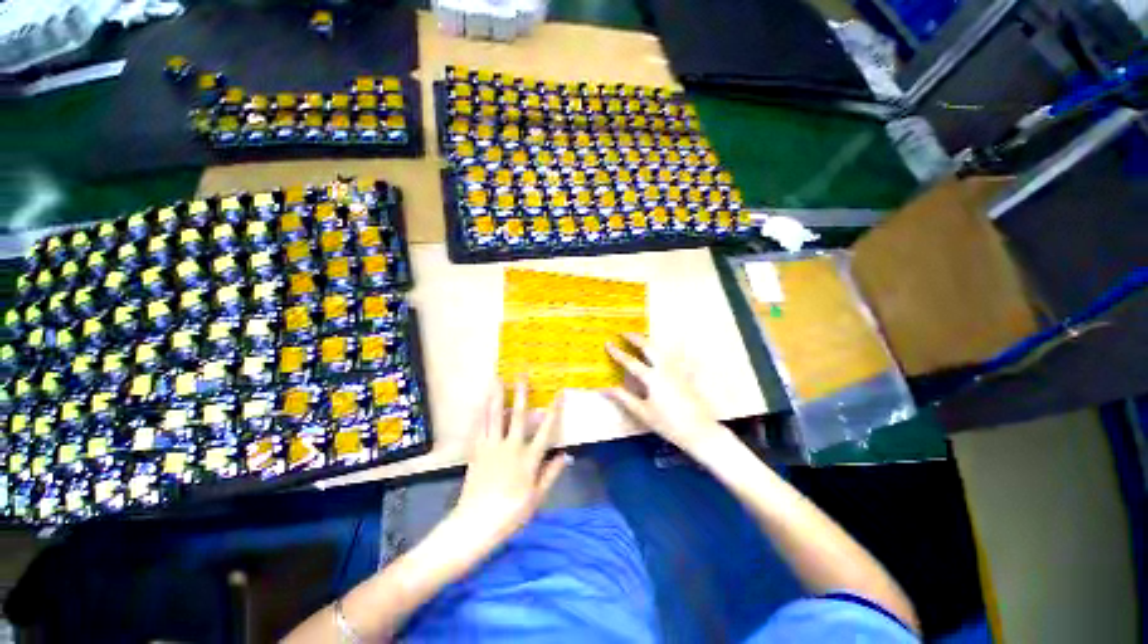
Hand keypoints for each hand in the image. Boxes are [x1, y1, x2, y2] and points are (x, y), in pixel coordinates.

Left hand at [449, 380, 568, 553]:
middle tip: (522, 374)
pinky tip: (482, 402)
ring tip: (498, 379)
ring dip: (497, 396)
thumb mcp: (537, 497)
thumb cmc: (511, 513)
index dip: (553, 410)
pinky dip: (482, 413)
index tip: (558, 393)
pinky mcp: (477, 451)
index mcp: (528, 459)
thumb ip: (552, 473)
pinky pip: (480, 427)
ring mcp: (491, 447)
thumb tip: (567, 454)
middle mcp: (510, 447)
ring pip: (495, 416)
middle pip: (517, 415)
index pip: (545, 430)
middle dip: (521, 393)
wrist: (475, 525)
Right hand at [605, 333, 733, 458]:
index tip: (608, 343)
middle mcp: (665, 369)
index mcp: (652, 378)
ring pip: (663, 350)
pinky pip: (680, 357)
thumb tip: (605, 389)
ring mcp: (678, 371)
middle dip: (636, 338)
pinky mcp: (687, 376)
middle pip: (649, 348)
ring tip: (643, 338)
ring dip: (651, 342)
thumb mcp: (643, 412)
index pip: (630, 362)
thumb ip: (624, 398)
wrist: (699, 431)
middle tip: (625, 332)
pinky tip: (677, 347)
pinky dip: (675, 350)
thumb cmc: (668, 424)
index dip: (618, 352)